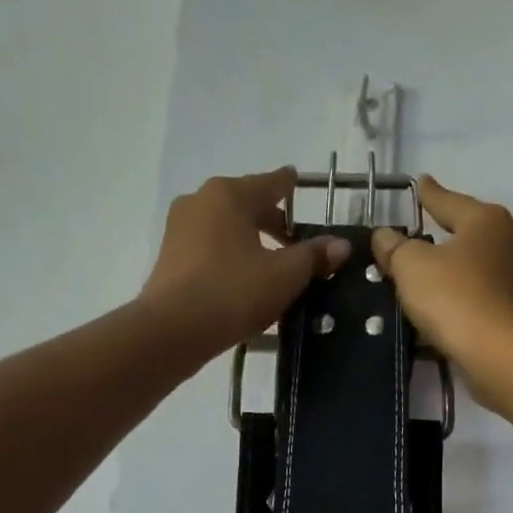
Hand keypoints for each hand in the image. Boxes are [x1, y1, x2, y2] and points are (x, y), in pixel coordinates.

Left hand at [139, 169, 349, 353]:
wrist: (172, 330)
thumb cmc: (234, 292)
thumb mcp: (285, 275)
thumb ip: (314, 256)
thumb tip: (342, 245)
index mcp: (230, 194)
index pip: (272, 182)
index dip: (292, 186)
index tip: (301, 185)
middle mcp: (201, 201)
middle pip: (248, 203)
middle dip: (274, 222)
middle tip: (298, 244)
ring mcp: (180, 227)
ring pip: (227, 226)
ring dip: (252, 240)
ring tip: (274, 266)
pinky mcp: (170, 256)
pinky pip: (211, 246)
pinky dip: (231, 255)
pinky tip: (245, 279)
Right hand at [371, 177, 512, 404]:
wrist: (498, 354)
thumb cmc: (454, 296)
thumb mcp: (411, 265)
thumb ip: (394, 247)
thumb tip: (384, 236)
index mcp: (487, 220)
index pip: (450, 201)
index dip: (430, 194)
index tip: (420, 182)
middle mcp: (511, 242)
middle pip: (469, 232)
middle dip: (445, 233)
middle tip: (420, 231)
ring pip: (476, 265)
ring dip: (453, 269)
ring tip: (425, 273)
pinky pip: (480, 295)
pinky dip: (461, 296)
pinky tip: (441, 306)